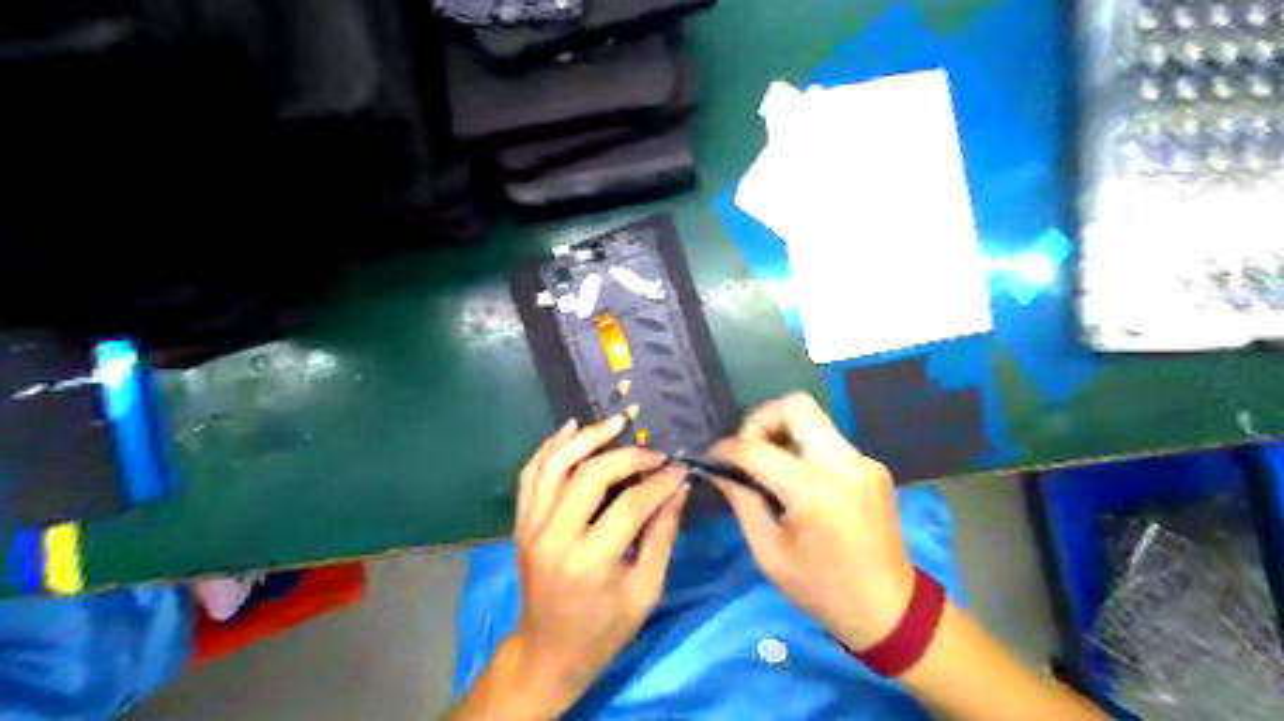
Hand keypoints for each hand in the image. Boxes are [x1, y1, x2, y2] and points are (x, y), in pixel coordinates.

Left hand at [504, 414, 686, 711]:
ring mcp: (531, 528)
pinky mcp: (521, 523)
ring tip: (615, 422)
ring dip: (586, 438)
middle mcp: (555, 537)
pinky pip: (531, 475)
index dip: (659, 482)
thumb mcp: (645, 591)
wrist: (547, 652)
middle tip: (654, 452)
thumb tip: (679, 487)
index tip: (679, 468)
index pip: (630, 504)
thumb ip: (663, 535)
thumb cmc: (603, 630)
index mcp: (590, 562)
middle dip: (627, 456)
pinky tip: (571, 429)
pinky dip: (549, 447)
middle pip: (590, 476)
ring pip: (555, 465)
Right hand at [711, 393, 912, 652]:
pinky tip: (800, 481)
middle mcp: (843, 462)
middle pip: (795, 406)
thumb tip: (717, 469)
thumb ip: (742, 501)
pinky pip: (830, 440)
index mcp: (814, 490)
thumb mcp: (769, 552)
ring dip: (784, 433)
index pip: (757, 448)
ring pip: (814, 419)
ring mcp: (863, 461)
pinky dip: (806, 448)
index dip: (727, 448)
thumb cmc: (821, 589)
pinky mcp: (873, 466)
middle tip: (748, 450)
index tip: (713, 458)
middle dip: (762, 420)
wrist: (889, 609)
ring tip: (771, 466)